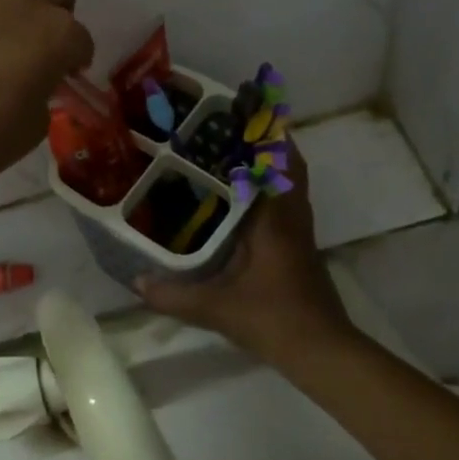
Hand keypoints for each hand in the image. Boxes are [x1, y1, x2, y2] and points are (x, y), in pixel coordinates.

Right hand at [136, 146, 355, 364]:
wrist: (321, 351)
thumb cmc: (272, 317)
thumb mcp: (216, 307)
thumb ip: (174, 295)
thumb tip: (136, 280)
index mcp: (275, 219)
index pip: (276, 163)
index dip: (266, 133)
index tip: (247, 108)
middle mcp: (291, 216)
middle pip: (289, 166)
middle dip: (270, 141)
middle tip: (237, 125)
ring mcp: (301, 232)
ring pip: (292, 184)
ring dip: (274, 163)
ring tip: (240, 151)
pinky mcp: (301, 248)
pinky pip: (289, 202)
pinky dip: (274, 189)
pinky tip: (247, 199)